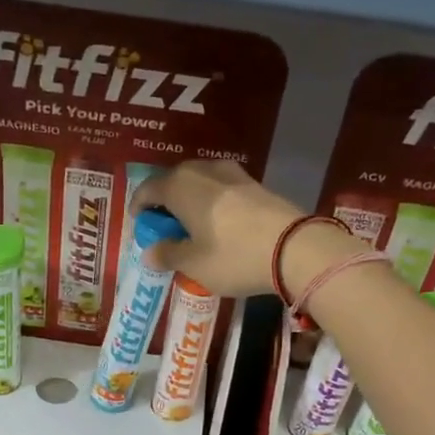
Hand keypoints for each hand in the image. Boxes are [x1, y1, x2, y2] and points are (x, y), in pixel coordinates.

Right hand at [132, 161, 302, 296]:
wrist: (295, 247)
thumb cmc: (233, 256)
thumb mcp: (194, 264)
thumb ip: (168, 255)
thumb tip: (149, 252)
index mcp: (179, 186)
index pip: (148, 190)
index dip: (139, 208)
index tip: (139, 226)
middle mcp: (202, 171)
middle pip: (173, 181)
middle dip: (165, 203)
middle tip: (165, 228)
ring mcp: (232, 173)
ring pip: (199, 182)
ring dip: (190, 200)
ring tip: (192, 226)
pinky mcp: (255, 183)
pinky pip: (221, 188)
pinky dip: (212, 202)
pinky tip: (218, 223)